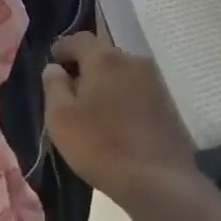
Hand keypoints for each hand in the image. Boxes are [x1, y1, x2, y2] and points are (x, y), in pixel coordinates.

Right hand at [42, 31, 201, 219]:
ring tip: (93, 109)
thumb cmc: (101, 146)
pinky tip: (117, 122)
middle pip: (103, 54)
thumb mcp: (61, 118)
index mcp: (105, 59)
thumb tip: (54, 68)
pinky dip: (123, 98)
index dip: (62, 48)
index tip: (52, 62)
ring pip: (122, 73)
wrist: (159, 182)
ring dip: (106, 84)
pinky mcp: (168, 104)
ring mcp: (155, 82)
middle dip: (85, 67)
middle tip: (69, 90)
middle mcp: (133, 61)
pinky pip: (137, 91)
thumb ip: (53, 86)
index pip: (79, 39)